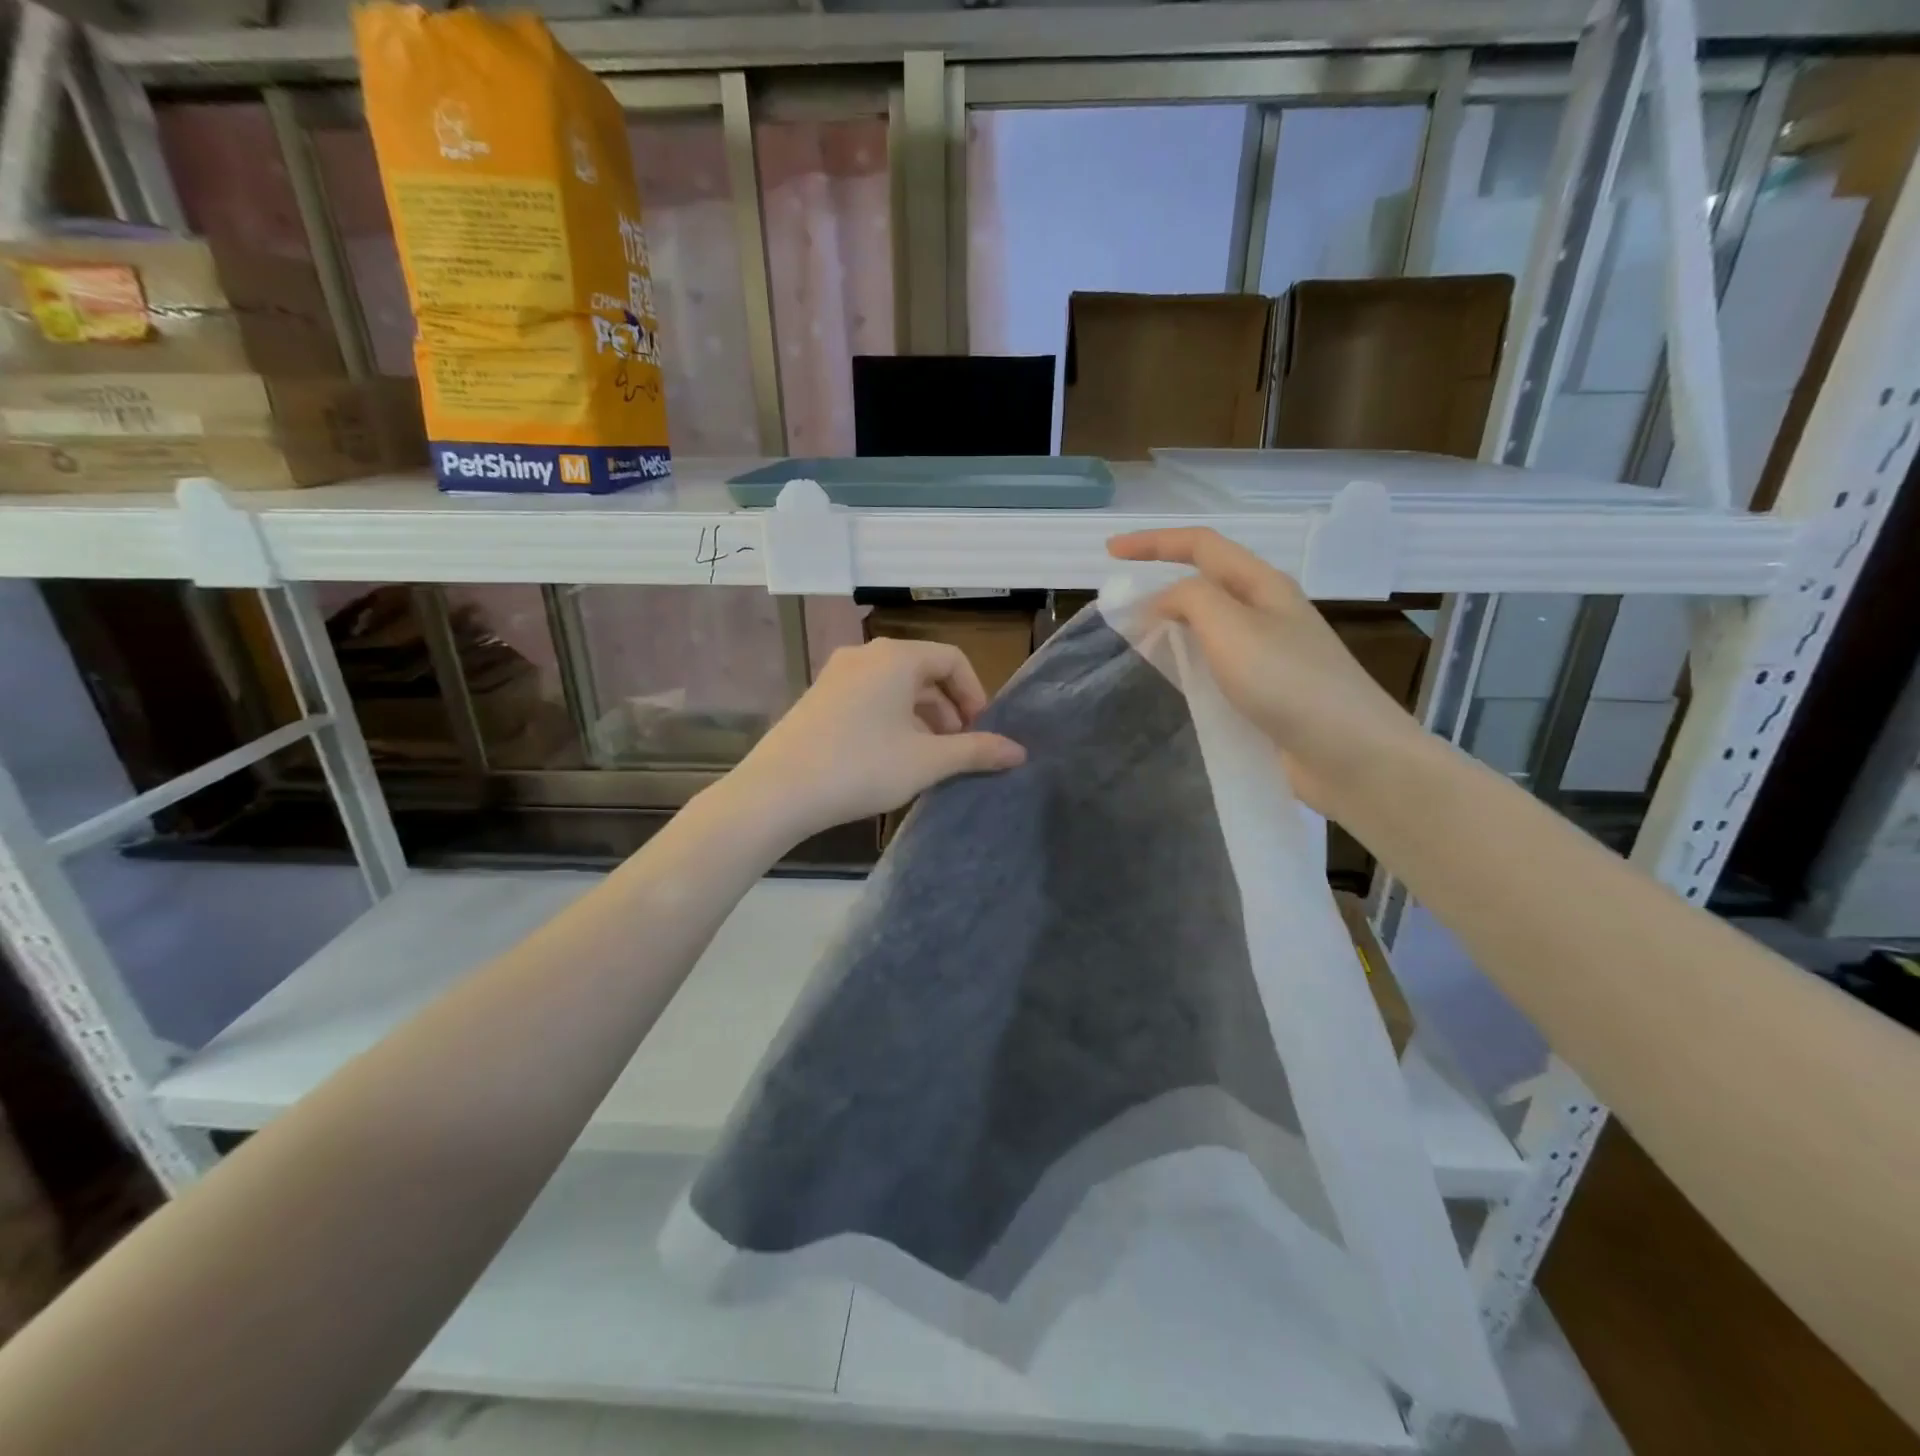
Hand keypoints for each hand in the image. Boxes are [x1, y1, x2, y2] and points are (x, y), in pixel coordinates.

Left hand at [731, 637, 1025, 840]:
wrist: (777, 791)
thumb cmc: (861, 767)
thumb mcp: (927, 761)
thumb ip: (976, 751)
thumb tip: (1019, 751)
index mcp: (896, 657)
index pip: (952, 659)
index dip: (975, 694)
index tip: (981, 732)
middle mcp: (865, 655)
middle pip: (923, 672)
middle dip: (949, 710)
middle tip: (958, 750)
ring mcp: (836, 675)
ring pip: (895, 688)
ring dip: (922, 719)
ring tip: (928, 759)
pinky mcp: (818, 698)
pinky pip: (869, 699)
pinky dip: (892, 720)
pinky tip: (891, 759)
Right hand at [1108, 527, 1423, 817]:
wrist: (1349, 754)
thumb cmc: (1289, 682)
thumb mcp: (1231, 627)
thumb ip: (1190, 600)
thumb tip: (1161, 602)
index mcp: (1263, 585)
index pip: (1201, 546)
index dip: (1153, 542)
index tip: (1109, 552)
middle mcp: (1267, 612)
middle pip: (1206, 582)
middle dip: (1161, 583)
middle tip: (1120, 607)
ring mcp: (1269, 654)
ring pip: (1209, 625)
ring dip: (1172, 625)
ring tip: (1136, 642)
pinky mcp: (1265, 692)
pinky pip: (1215, 663)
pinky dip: (1186, 662)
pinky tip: (1171, 681)